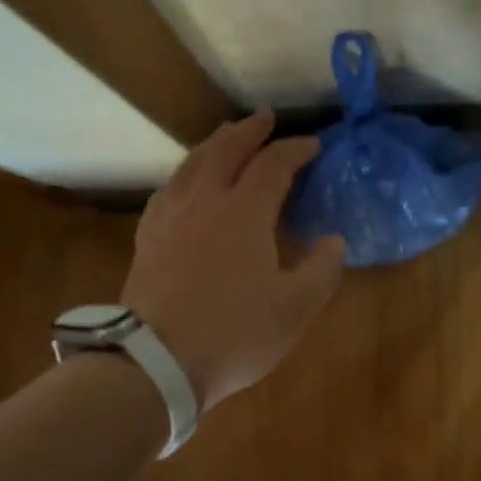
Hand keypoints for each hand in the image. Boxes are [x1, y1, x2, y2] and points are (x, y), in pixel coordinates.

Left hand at [122, 110, 346, 410]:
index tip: (313, 145)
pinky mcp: (147, 238)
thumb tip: (334, 241)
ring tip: (226, 138)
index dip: (295, 150)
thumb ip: (321, 270)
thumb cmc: (233, 333)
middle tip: (265, 118)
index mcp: (244, 212)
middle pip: (226, 149)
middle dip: (249, 130)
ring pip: (191, 164)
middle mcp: (204, 201)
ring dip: (214, 144)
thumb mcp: (295, 309)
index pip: (273, 164)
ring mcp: (170, 217)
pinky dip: (184, 174)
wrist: (156, 362)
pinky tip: (184, 184)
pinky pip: (168, 190)